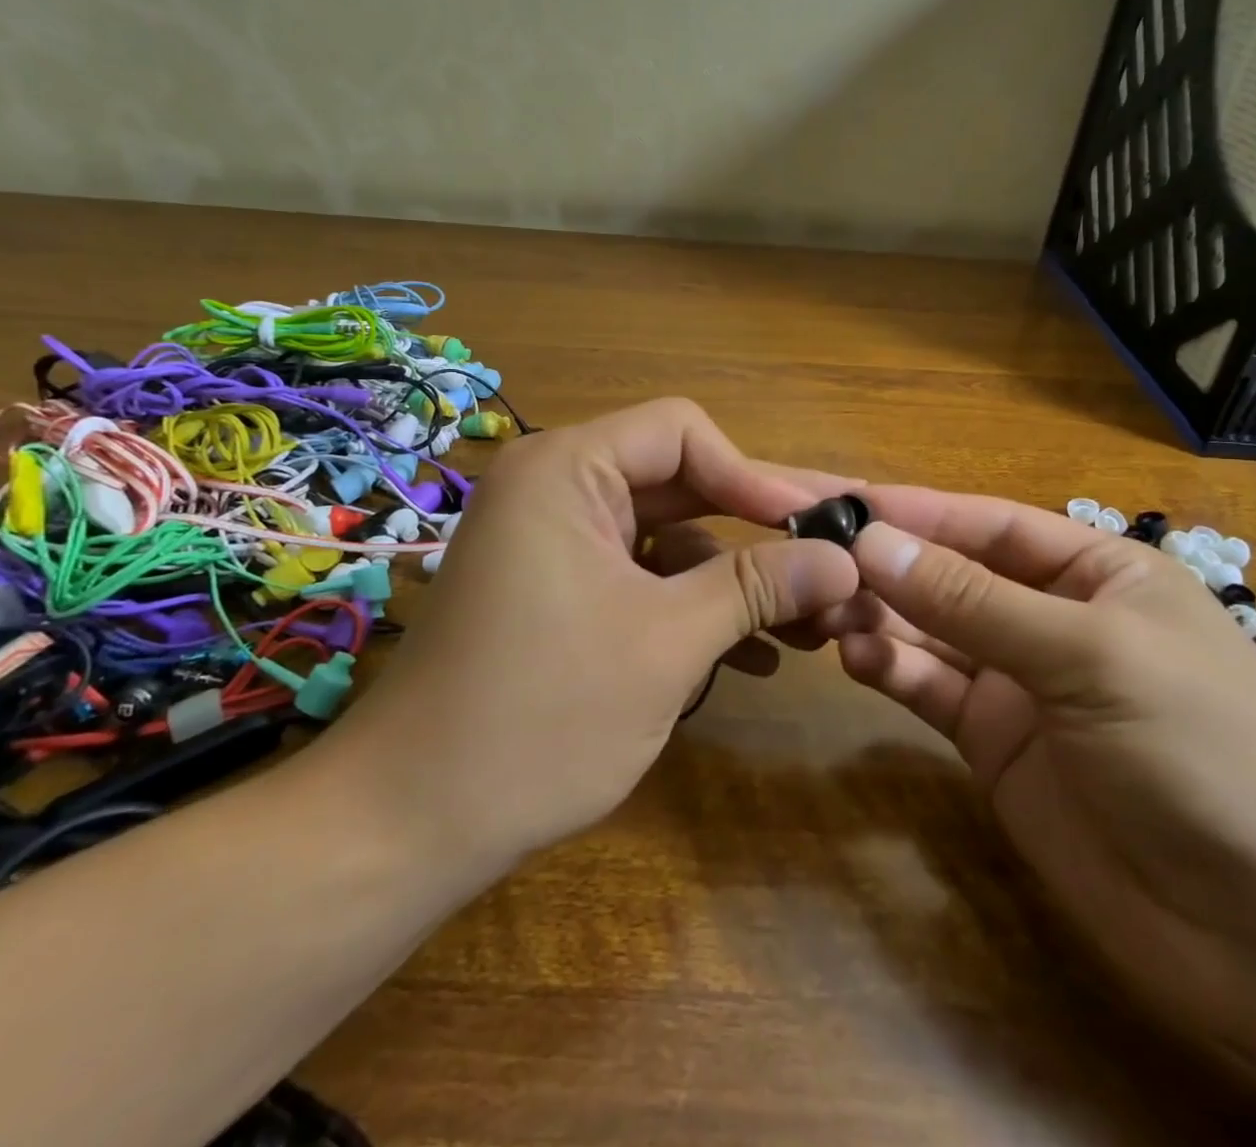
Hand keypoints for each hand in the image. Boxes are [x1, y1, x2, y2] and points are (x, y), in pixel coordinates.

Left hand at [325, 399, 861, 867]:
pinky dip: (692, 607)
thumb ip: (758, 587)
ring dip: (735, 579)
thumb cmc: (540, 716)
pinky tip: (753, 655)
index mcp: (566, 470)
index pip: (682, 432)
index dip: (755, 475)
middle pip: (681, 484)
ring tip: (812, 624)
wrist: (411, 822)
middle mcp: (557, 490)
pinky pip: (640, 578)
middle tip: (838, 557)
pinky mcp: (559, 593)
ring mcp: (556, 545)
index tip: (818, 528)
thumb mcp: (667, 643)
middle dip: (759, 530)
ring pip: (668, 539)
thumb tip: (845, 558)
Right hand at [826, 488, 1255, 1073]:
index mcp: (1098, 573)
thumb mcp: (1090, 657)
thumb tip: (871, 541)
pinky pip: (930, 689)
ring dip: (879, 615)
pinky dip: (891, 669)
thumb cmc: (1205, 756)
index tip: (840, 504)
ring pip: (931, 632)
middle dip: (887, 564)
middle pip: (951, 575)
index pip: (988, 525)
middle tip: (810, 558)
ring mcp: (1022, 684)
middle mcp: (1054, 618)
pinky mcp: (996, 744)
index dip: (915, 512)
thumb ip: (973, 600)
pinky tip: (855, 658)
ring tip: (823, 611)